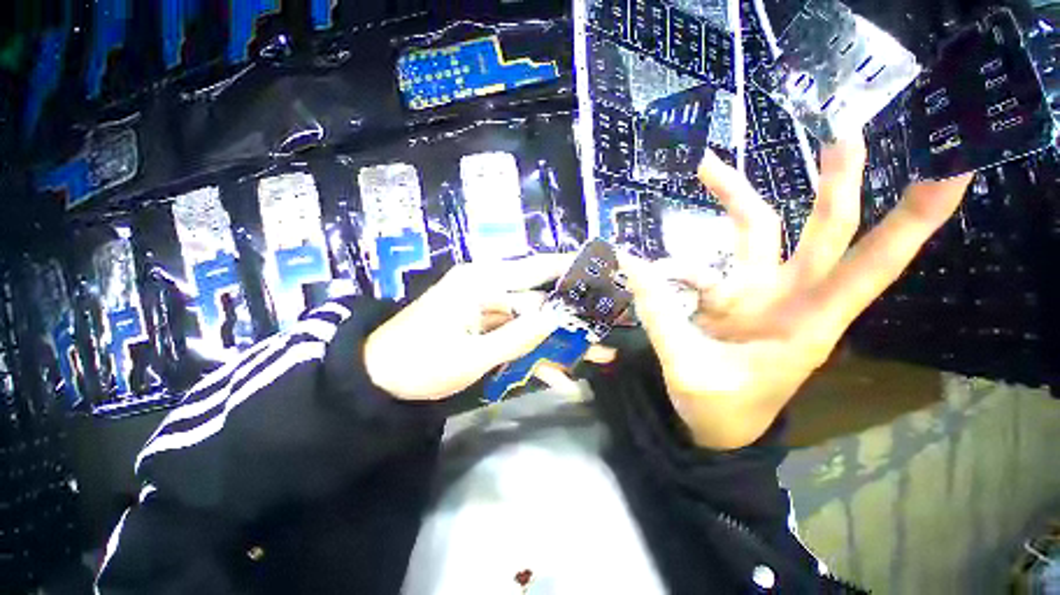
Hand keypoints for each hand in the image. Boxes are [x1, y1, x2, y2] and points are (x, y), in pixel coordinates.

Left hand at [364, 255, 614, 400]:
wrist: (379, 380)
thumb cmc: (419, 364)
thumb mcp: (472, 356)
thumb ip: (518, 337)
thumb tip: (558, 318)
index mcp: (483, 283)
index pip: (535, 269)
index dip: (569, 268)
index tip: (602, 268)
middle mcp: (490, 289)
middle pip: (540, 302)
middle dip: (573, 319)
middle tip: (607, 329)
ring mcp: (489, 311)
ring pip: (533, 323)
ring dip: (561, 342)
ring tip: (599, 355)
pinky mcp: (486, 329)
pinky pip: (517, 338)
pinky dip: (536, 356)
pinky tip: (560, 377)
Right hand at [620, 139, 972, 449]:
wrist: (714, 425)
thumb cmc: (717, 407)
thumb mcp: (686, 367)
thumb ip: (659, 314)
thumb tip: (631, 264)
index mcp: (806, 325)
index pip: (869, 267)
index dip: (912, 221)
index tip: (951, 167)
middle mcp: (793, 298)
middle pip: (826, 231)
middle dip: (839, 181)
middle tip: (839, 129)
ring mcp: (758, 294)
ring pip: (760, 233)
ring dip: (738, 198)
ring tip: (707, 168)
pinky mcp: (730, 297)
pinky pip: (707, 265)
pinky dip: (680, 261)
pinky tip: (649, 267)